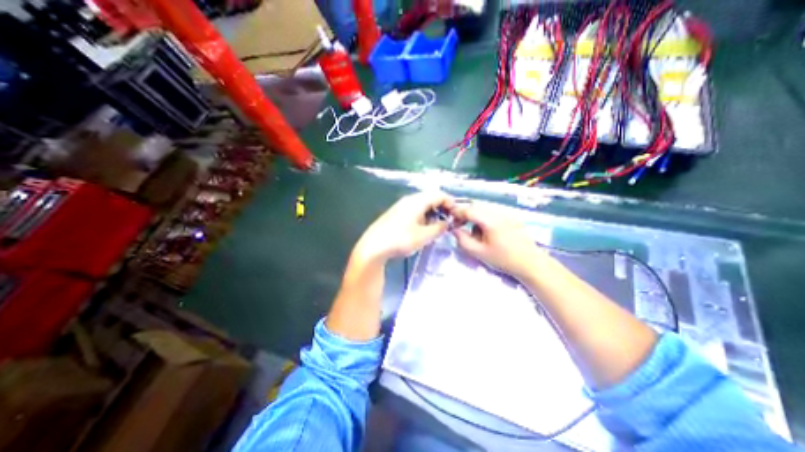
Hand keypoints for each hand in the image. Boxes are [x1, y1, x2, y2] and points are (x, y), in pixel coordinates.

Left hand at [354, 191, 455, 261]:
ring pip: (422, 205)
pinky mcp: (396, 214)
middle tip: (449, 222)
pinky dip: (423, 216)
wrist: (373, 246)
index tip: (457, 215)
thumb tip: (447, 223)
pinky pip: (414, 210)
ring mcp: (401, 206)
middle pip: (430, 198)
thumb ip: (439, 228)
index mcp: (417, 201)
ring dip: (433, 213)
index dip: (450, 203)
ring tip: (437, 227)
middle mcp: (409, 200)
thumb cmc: (400, 239)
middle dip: (442, 208)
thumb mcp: (424, 236)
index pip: (439, 195)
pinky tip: (423, 229)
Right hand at [449, 201, 549, 279]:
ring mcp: (507, 214)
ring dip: (475, 216)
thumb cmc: (503, 260)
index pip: (469, 210)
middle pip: (476, 206)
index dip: (457, 213)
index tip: (450, 220)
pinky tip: (487, 232)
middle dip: (466, 213)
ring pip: (484, 208)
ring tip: (475, 232)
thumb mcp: (479, 252)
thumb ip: (463, 240)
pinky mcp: (511, 217)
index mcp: (490, 221)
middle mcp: (499, 213)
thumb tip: (454, 229)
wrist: (531, 263)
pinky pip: (493, 212)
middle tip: (460, 225)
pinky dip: (485, 218)